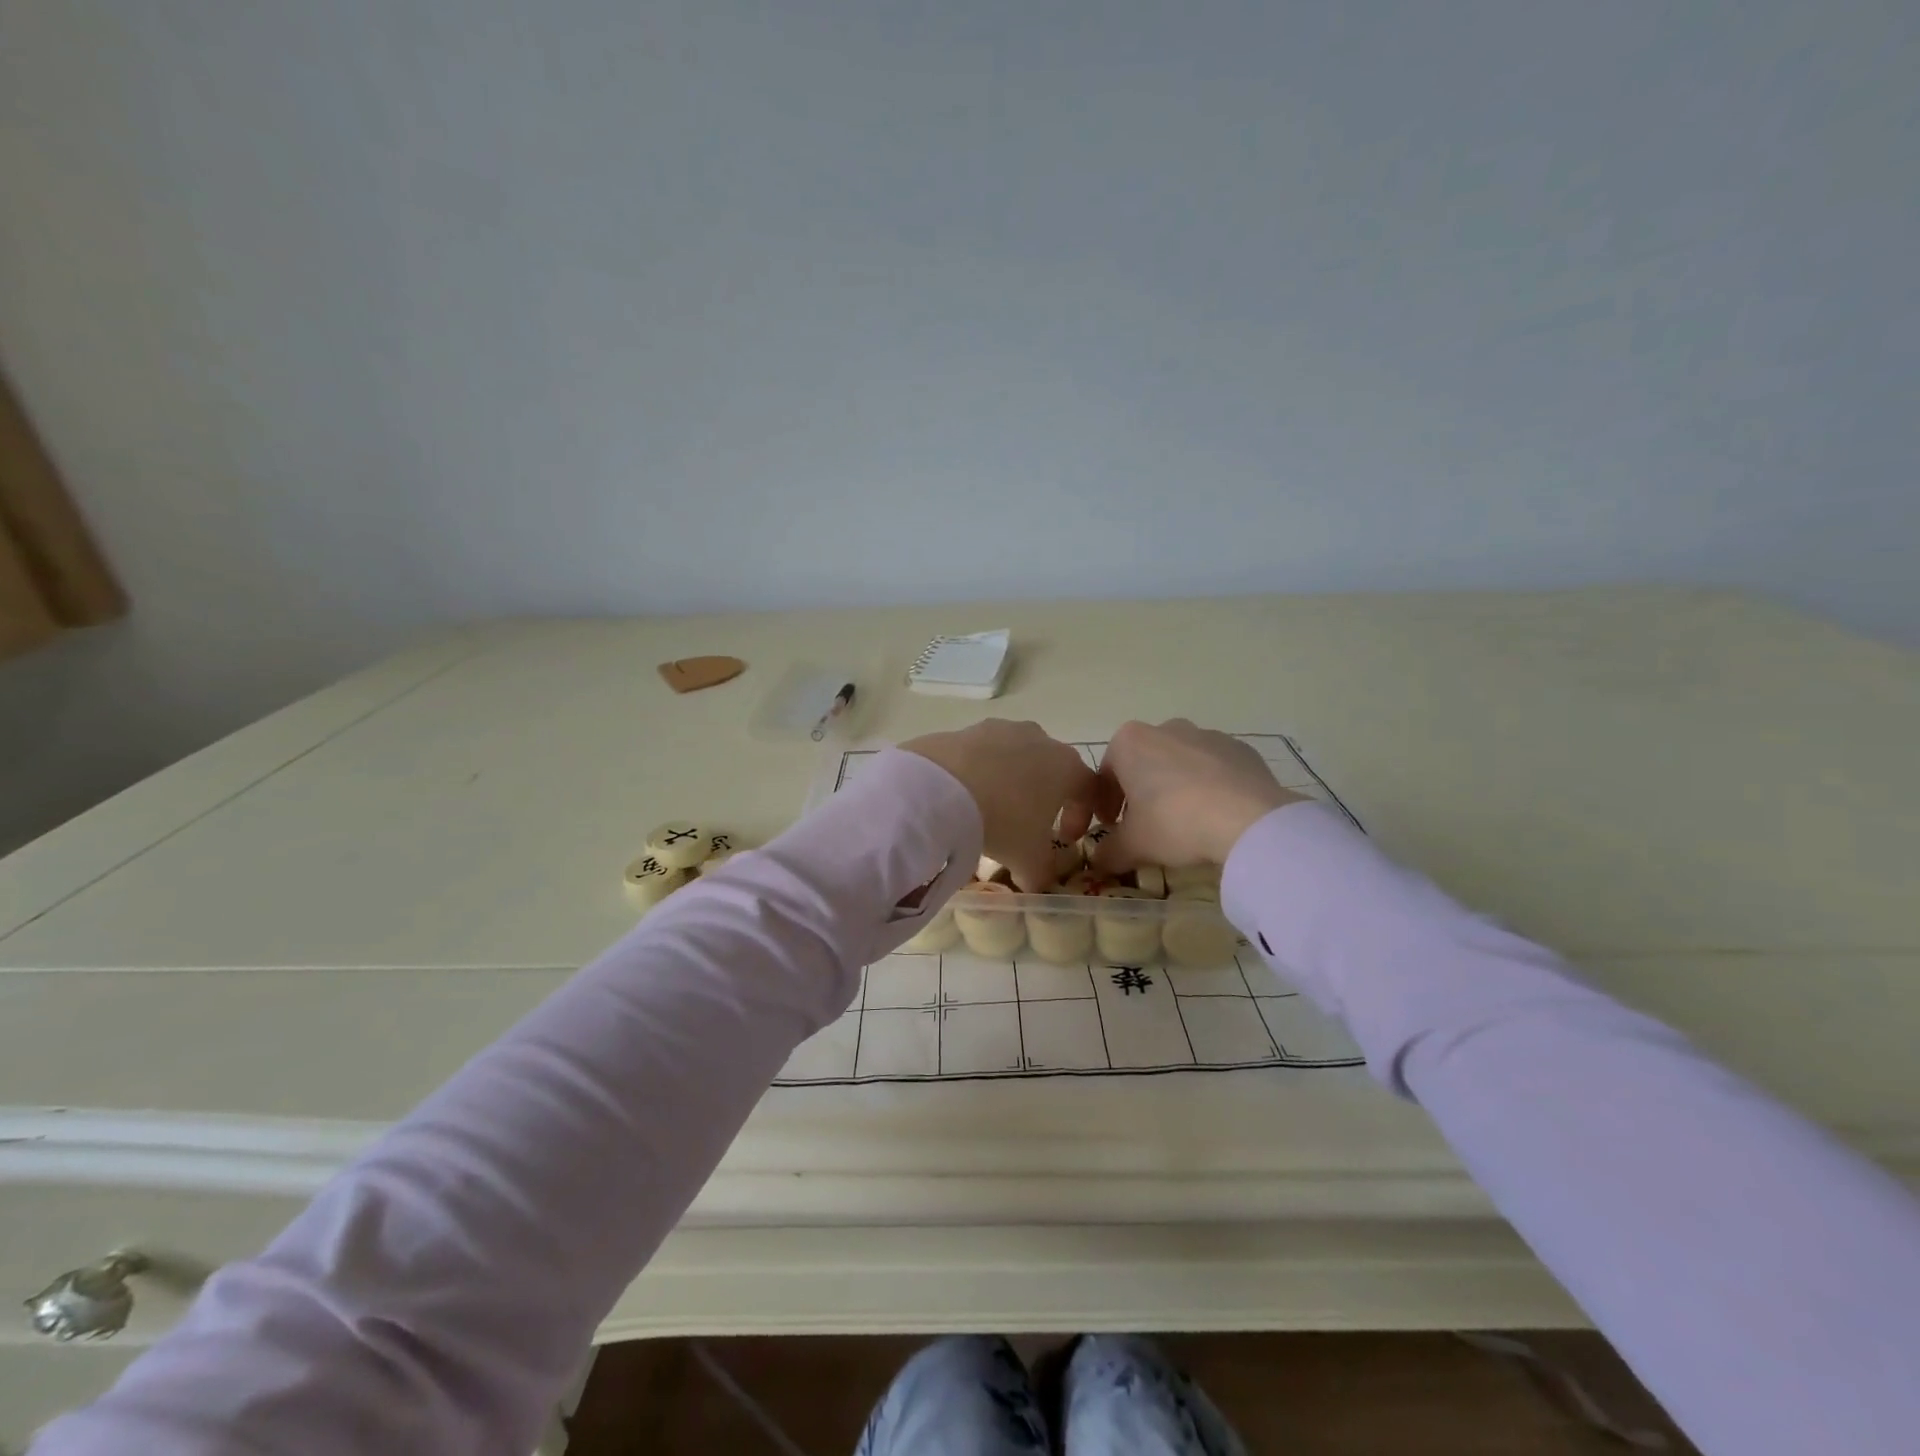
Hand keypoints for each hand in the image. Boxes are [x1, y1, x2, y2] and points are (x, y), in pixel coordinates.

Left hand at [902, 720, 1100, 889]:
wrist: (941, 787)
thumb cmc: (1002, 821)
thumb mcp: (1028, 859)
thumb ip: (1041, 872)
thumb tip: (1036, 881)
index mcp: (1066, 767)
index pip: (1090, 789)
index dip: (1083, 816)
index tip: (1067, 839)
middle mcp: (1039, 739)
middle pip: (1052, 768)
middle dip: (1046, 796)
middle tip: (1031, 824)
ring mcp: (1001, 729)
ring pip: (1016, 757)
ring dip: (1011, 781)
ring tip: (993, 809)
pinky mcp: (967, 729)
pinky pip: (982, 754)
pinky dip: (980, 773)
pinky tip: (964, 795)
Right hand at [1087, 719, 1303, 874]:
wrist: (1249, 820)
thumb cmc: (1175, 822)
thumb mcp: (1133, 845)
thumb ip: (1108, 851)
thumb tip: (1099, 860)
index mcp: (1129, 742)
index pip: (1106, 773)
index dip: (1105, 803)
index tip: (1111, 825)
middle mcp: (1165, 728)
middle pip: (1143, 762)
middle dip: (1140, 791)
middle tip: (1145, 825)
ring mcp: (1207, 735)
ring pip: (1179, 762)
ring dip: (1175, 786)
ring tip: (1184, 821)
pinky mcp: (1240, 748)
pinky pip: (1215, 767)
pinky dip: (1209, 786)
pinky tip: (1215, 815)